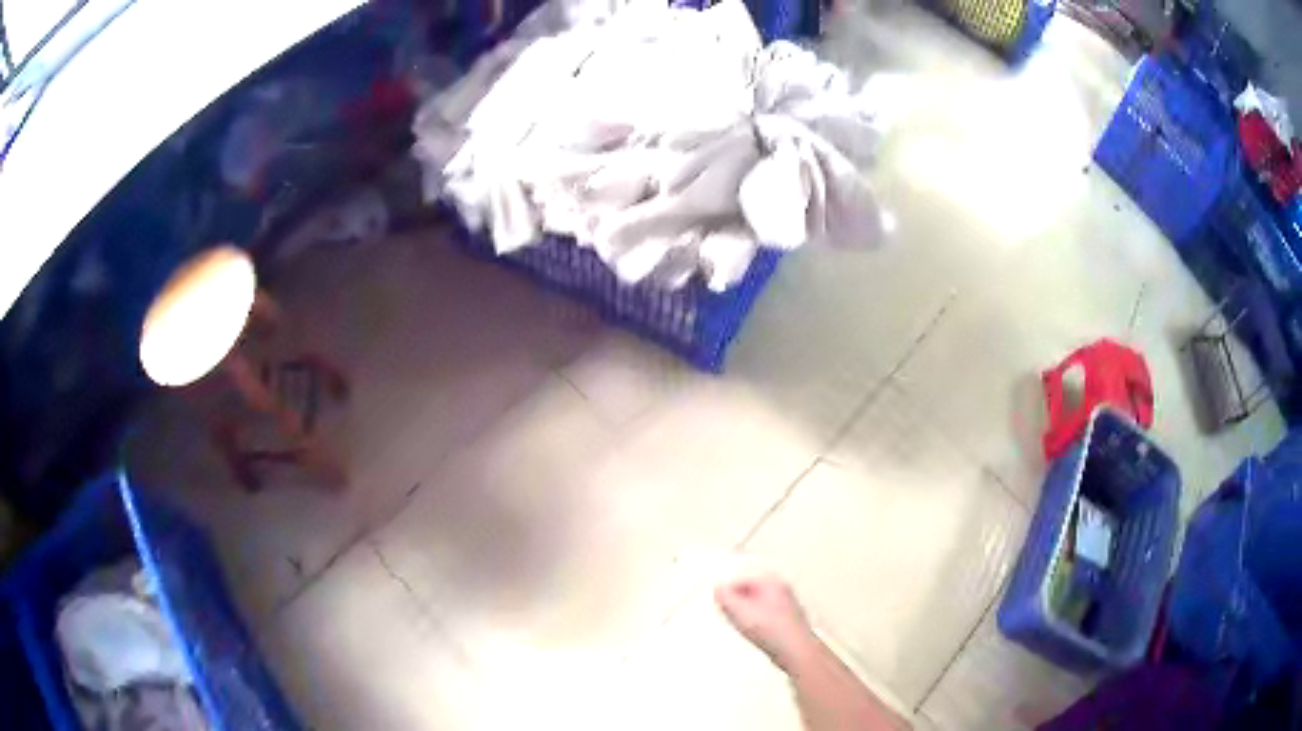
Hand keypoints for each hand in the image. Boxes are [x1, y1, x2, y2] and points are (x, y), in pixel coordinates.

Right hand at [715, 574, 815, 671]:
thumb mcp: (739, 611)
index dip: (727, 594)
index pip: (741, 580)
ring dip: (747, 615)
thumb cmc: (772, 630)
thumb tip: (719, 590)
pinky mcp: (788, 620)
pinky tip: (756, 635)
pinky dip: (758, 624)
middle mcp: (782, 589)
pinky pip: (765, 617)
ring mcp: (787, 605)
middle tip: (731, 616)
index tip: (721, 605)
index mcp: (771, 581)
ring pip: (757, 605)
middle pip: (750, 592)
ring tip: (745, 628)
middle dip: (737, 604)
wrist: (795, 650)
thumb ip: (725, 597)